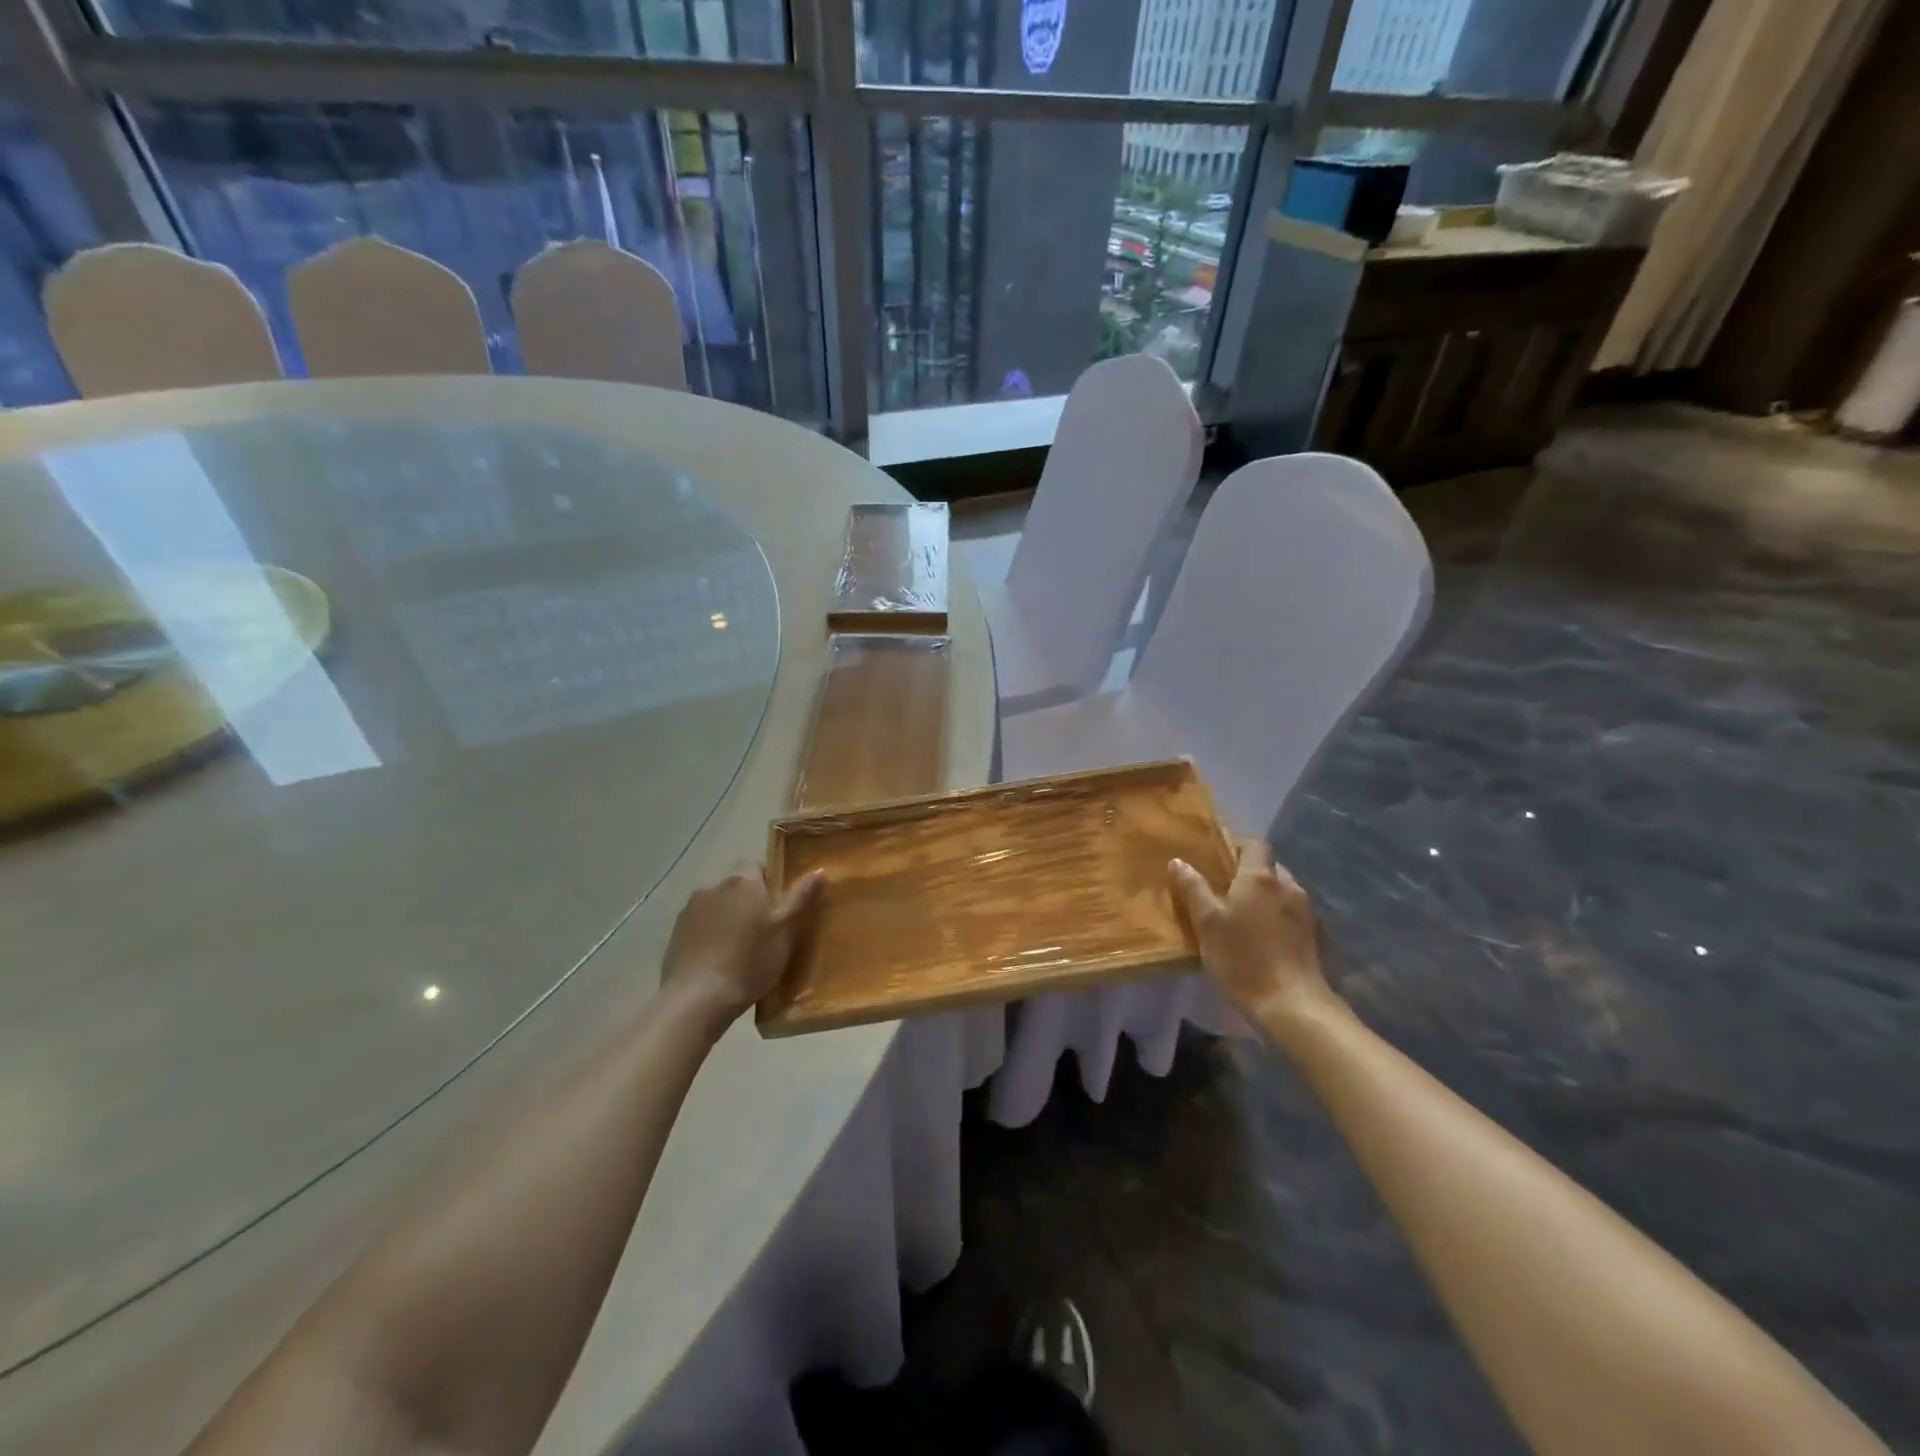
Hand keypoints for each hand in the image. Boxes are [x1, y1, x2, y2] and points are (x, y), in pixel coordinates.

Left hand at [661, 868, 823, 1028]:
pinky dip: (708, 935)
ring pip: (717, 906)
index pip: (758, 868)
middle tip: (763, 932)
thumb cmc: (749, 962)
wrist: (697, 999)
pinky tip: (716, 960)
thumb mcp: (785, 932)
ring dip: (727, 918)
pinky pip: (699, 926)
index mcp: (744, 882)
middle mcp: (715, 887)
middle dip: (749, 902)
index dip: (770, 885)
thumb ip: (801, 898)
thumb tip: (820, 869)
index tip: (778, 909)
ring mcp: (690, 910)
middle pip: (737, 887)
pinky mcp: (675, 934)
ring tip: (738, 949)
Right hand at [1170, 839, 1334, 1026]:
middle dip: (1250, 874)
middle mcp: (1289, 886)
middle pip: (1269, 867)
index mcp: (1260, 877)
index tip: (1218, 860)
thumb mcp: (1207, 923)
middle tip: (1225, 891)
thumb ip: (1193, 888)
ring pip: (1282, 892)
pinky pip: (1293, 914)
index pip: (1254, 844)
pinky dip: (1278, 918)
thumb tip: (1178, 861)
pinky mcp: (1316, 936)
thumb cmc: (1243, 958)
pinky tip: (1265, 940)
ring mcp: (1307, 912)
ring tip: (1244, 917)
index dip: (1237, 846)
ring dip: (1265, 897)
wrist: (1293, 1005)